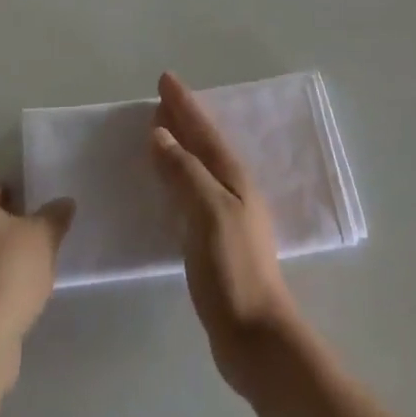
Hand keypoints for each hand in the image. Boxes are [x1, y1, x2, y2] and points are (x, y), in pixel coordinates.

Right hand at [150, 72, 302, 398]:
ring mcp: (226, 216)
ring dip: (180, 146)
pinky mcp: (215, 241)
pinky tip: (167, 186)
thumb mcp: (208, 212)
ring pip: (198, 167)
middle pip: (203, 144)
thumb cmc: (233, 269)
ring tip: (160, 132)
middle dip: (183, 119)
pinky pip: (191, 192)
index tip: (165, 79)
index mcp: (232, 178)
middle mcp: (232, 190)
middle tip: (160, 100)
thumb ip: (184, 171)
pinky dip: (177, 177)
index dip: (184, 104)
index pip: (203, 130)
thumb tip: (160, 135)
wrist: (255, 337)